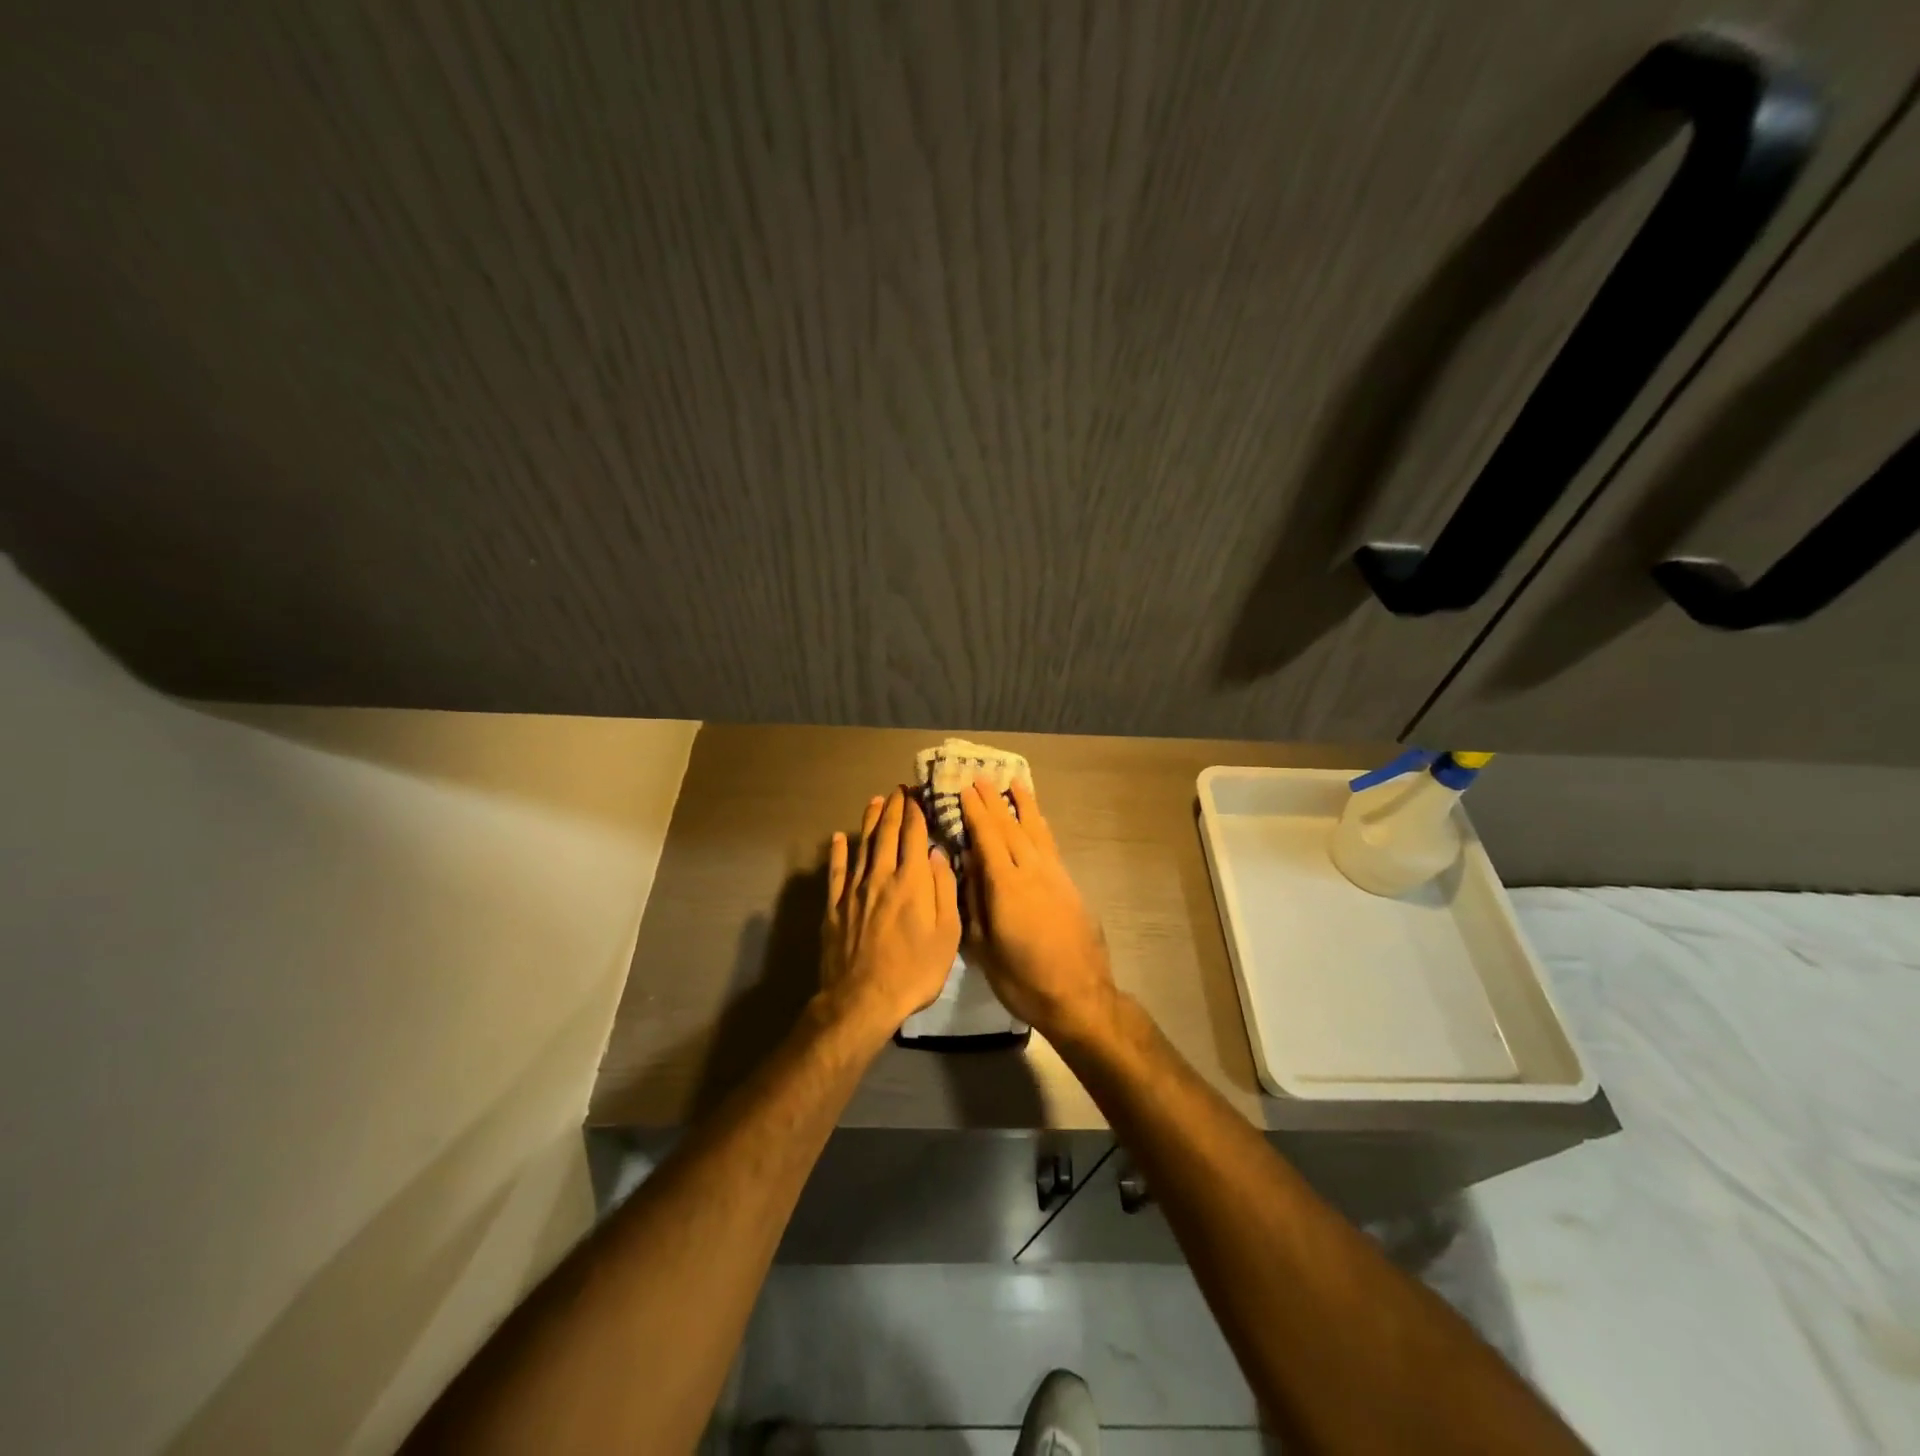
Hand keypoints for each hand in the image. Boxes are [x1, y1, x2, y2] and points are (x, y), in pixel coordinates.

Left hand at [819, 788, 961, 1042]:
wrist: (863, 999)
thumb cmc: (915, 970)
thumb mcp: (947, 934)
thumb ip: (943, 890)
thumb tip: (938, 854)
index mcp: (912, 881)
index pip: (914, 836)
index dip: (916, 812)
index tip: (918, 795)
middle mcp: (881, 876)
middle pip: (887, 834)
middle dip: (894, 809)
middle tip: (898, 790)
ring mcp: (854, 891)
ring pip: (862, 846)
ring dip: (869, 821)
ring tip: (874, 802)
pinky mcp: (835, 907)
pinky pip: (836, 872)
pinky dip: (838, 852)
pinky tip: (839, 838)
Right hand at [960, 777, 1117, 1041]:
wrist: (1078, 996)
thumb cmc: (1022, 979)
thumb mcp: (983, 947)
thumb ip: (974, 901)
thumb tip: (966, 865)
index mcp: (1005, 886)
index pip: (987, 837)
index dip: (975, 811)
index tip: (964, 789)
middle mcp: (1031, 871)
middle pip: (1011, 827)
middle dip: (994, 801)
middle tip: (981, 777)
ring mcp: (1055, 876)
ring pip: (1036, 831)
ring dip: (1024, 805)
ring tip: (1014, 783)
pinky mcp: (1070, 885)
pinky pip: (1050, 845)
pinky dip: (1040, 826)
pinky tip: (1037, 821)